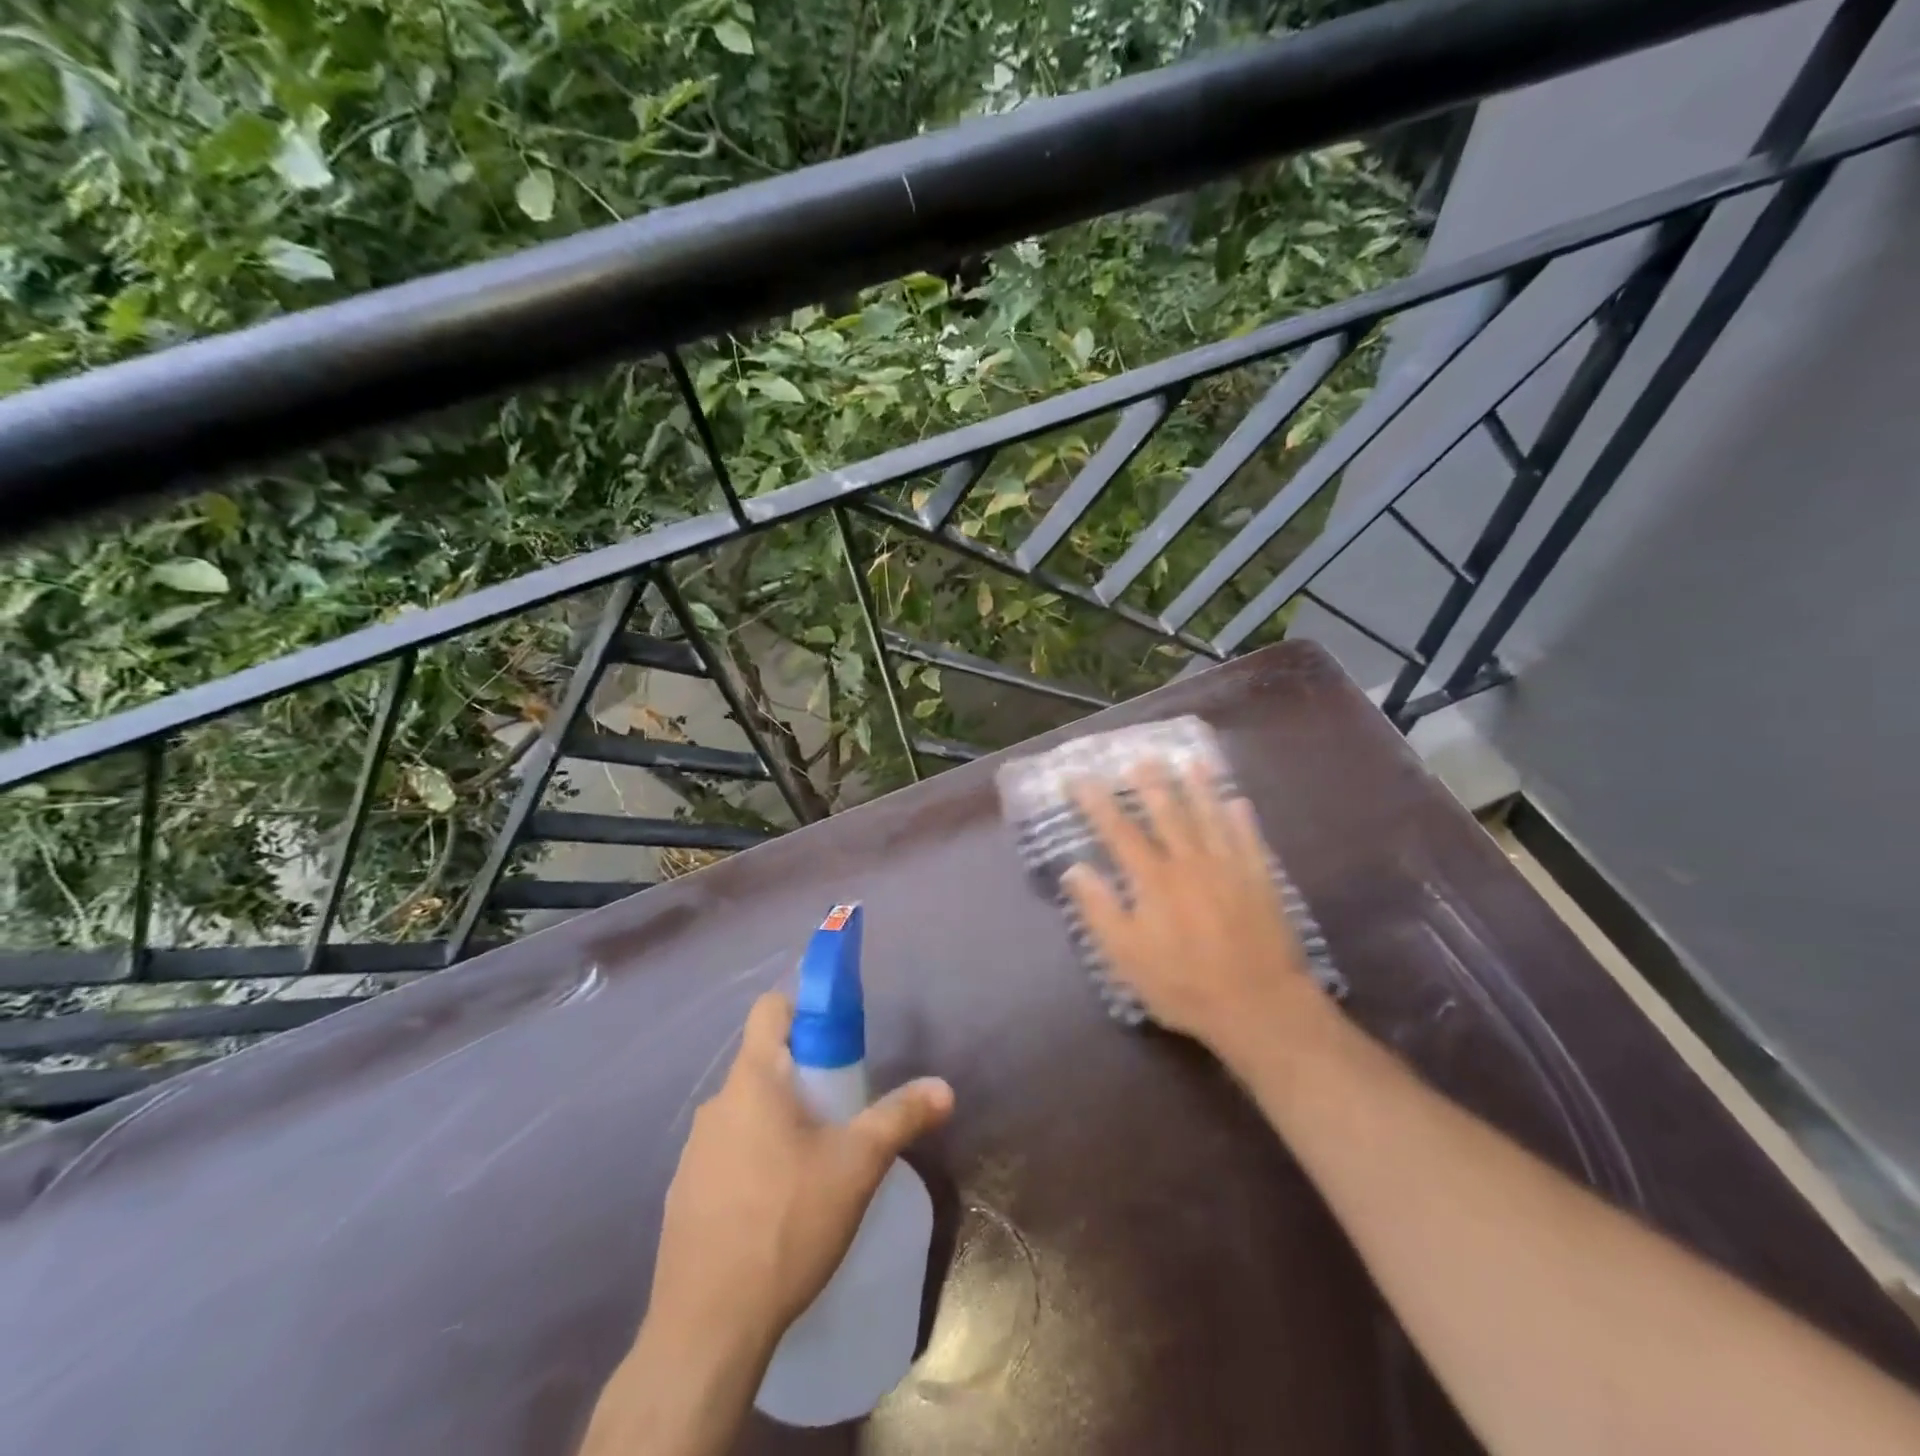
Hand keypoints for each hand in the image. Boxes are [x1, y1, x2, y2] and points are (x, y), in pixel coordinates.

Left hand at [648, 990, 954, 1361]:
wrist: (707, 1329)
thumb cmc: (787, 1224)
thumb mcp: (857, 1166)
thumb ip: (900, 1117)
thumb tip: (944, 1087)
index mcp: (753, 1081)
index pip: (771, 1008)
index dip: (805, 1009)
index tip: (837, 1039)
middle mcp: (716, 1105)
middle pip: (763, 1062)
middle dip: (803, 1075)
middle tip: (840, 1113)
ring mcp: (693, 1151)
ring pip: (746, 1111)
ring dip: (778, 1120)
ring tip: (813, 1165)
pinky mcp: (683, 1194)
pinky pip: (726, 1153)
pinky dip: (753, 1159)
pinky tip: (776, 1207)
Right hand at [1061, 759, 1322, 1063]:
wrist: (1259, 1005)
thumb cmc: (1183, 984)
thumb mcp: (1126, 957)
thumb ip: (1099, 910)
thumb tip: (1074, 869)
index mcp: (1154, 879)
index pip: (1118, 831)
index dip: (1096, 802)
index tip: (1079, 778)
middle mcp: (1190, 862)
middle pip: (1168, 813)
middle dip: (1151, 783)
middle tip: (1141, 756)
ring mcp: (1230, 868)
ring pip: (1210, 817)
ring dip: (1199, 787)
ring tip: (1191, 761)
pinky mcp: (1261, 881)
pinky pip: (1250, 840)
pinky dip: (1243, 819)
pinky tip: (1238, 802)